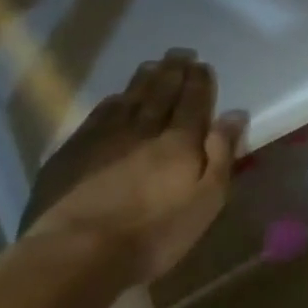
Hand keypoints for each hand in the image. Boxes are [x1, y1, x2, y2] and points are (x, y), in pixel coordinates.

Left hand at [22, 50, 243, 287]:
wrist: (75, 255)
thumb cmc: (152, 235)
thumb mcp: (205, 202)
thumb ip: (221, 154)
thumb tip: (234, 114)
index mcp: (179, 141)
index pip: (193, 101)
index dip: (199, 81)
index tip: (202, 65)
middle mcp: (144, 129)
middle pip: (161, 93)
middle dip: (173, 71)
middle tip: (180, 53)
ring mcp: (104, 138)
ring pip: (129, 99)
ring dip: (144, 80)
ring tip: (153, 65)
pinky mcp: (72, 153)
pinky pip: (98, 116)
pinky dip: (111, 102)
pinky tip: (115, 98)